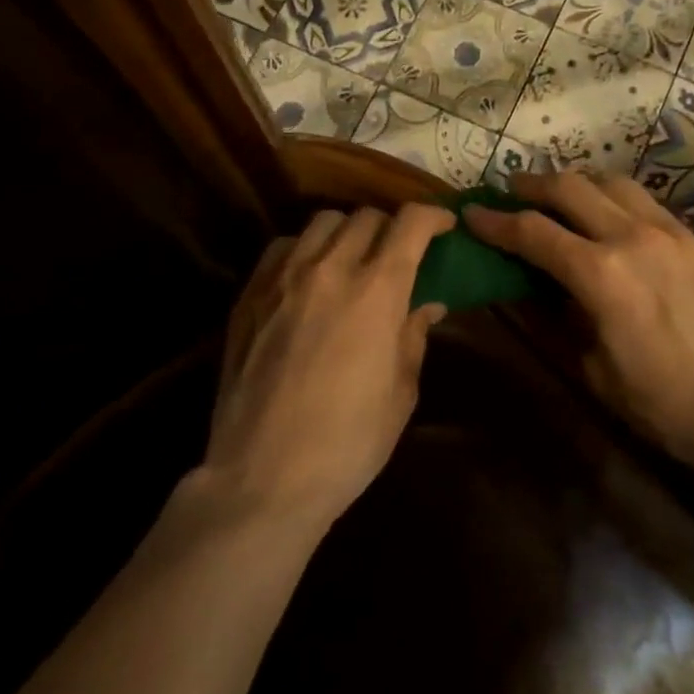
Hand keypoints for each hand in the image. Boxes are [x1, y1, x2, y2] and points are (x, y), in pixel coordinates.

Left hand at [204, 202, 456, 528]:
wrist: (262, 478)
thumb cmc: (347, 443)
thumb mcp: (401, 393)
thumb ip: (413, 336)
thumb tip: (425, 304)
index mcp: (377, 292)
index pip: (410, 223)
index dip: (433, 216)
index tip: (444, 226)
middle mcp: (330, 270)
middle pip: (367, 216)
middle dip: (392, 227)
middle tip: (398, 252)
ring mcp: (284, 277)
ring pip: (323, 222)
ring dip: (348, 231)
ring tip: (352, 258)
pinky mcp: (250, 294)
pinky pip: (284, 246)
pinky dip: (305, 248)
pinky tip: (308, 276)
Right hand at [464, 172, 693, 474]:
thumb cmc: (667, 404)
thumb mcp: (596, 372)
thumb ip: (559, 320)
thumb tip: (532, 289)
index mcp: (600, 274)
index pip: (533, 232)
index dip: (496, 221)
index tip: (473, 213)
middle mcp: (631, 237)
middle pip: (571, 188)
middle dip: (533, 186)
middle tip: (511, 191)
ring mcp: (670, 232)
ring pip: (613, 183)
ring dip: (578, 182)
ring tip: (562, 196)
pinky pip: (647, 203)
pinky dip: (617, 199)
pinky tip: (614, 218)